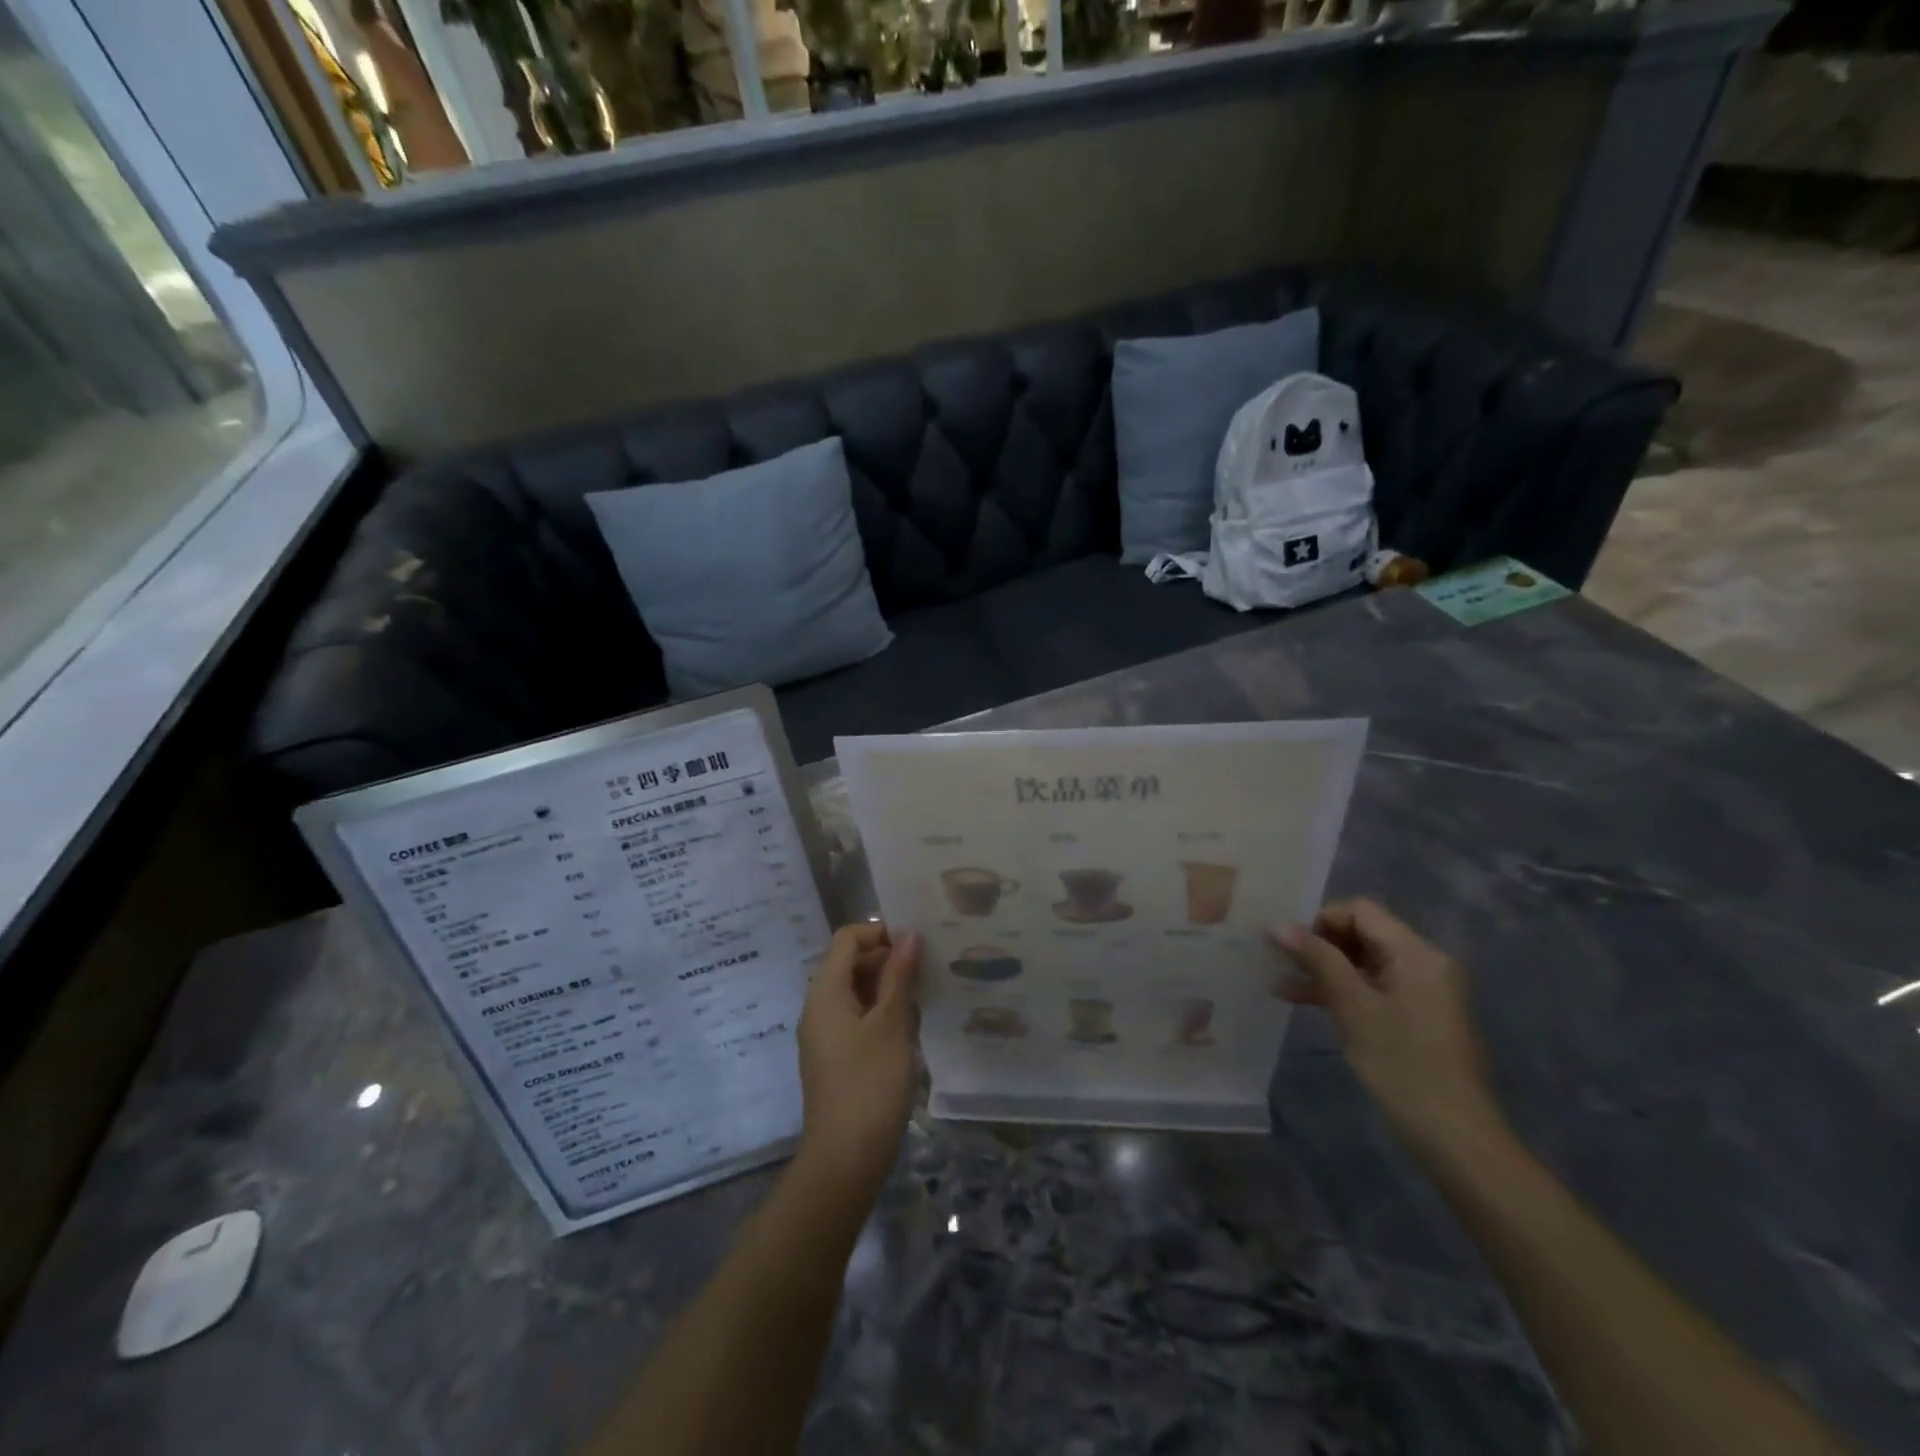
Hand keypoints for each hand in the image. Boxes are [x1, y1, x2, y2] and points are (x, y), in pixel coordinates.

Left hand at [794, 923, 922, 1200]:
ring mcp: (826, 1034)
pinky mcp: (836, 1057)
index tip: (916, 943)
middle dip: (888, 960)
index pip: (847, 938)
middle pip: (851, 963)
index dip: (881, 932)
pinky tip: (910, 1031)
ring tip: (925, 1000)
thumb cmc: (870, 1083)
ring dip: (889, 989)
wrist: (845, 1159)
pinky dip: (882, 1014)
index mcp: (825, 992)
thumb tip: (910, 934)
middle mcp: (819, 1007)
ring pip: (858, 992)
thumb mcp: (892, 1024)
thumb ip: (900, 976)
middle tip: (928, 969)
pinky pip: (858, 1018)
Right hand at [1268, 898, 1504, 1157]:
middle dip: (1319, 943)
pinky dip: (1341, 990)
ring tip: (1280, 981)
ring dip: (1324, 968)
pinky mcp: (1416, 1015)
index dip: (1320, 919)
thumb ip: (1317, 959)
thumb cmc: (1402, 1063)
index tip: (1288, 943)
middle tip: (1279, 960)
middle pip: (1362, 933)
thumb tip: (1277, 924)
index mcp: (1416, 953)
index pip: (1360, 911)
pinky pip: (1373, 987)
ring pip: (1363, 962)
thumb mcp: (1352, 1006)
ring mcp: (1422, 990)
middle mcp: (1424, 962)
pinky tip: (1302, 1000)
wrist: (1453, 1135)